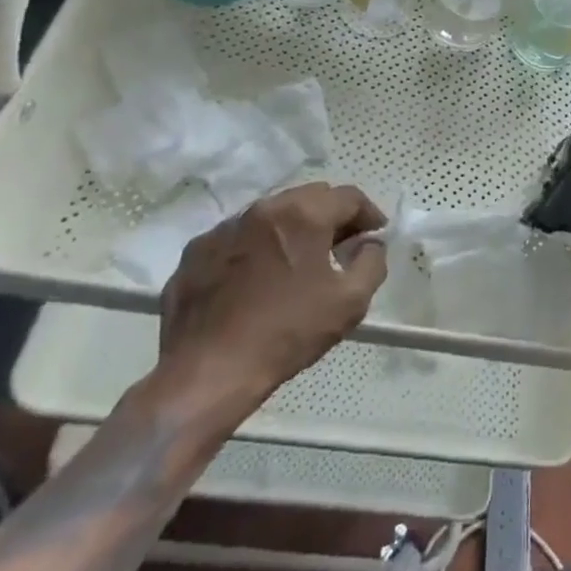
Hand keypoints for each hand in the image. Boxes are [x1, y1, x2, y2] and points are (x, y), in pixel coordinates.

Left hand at [149, 183, 386, 438]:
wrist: (208, 373)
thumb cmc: (287, 333)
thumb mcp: (350, 302)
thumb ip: (372, 262)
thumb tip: (370, 244)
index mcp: (303, 214)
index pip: (349, 197)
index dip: (368, 214)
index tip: (374, 236)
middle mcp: (263, 208)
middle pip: (309, 197)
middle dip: (330, 216)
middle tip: (340, 246)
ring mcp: (225, 228)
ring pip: (271, 215)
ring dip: (291, 229)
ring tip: (296, 262)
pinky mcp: (196, 251)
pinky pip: (238, 238)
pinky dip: (256, 248)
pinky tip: (256, 279)